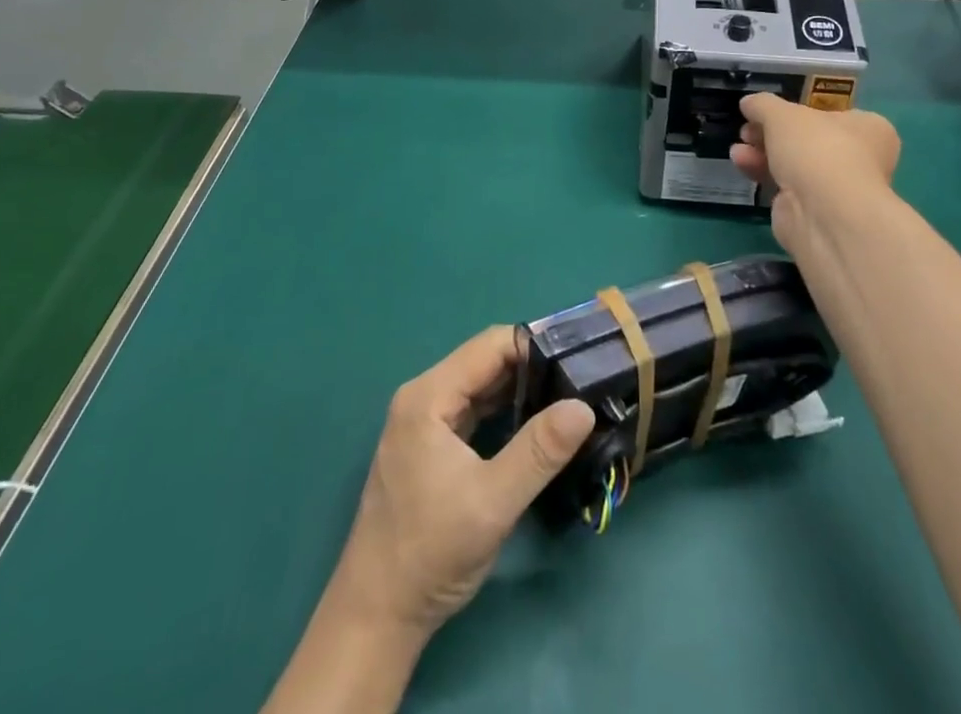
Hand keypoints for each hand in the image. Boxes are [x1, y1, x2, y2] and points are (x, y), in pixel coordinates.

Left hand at [328, 326, 595, 638]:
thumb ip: (539, 451)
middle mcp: (422, 397)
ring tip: (565, 394)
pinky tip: (532, 421)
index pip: (489, 346)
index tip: (576, 356)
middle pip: (484, 361)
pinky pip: (471, 410)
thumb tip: (583, 407)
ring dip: (518, 388)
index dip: (534, 345)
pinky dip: (502, 410)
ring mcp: (423, 421)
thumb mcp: (493, 502)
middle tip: (578, 376)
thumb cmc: (431, 553)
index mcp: (429, 396)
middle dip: (531, 365)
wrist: (377, 615)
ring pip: (479, 386)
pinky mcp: (428, 445)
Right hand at [730, 94, 900, 248]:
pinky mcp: (814, 211)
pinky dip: (763, 173)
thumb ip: (763, 104)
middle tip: (748, 130)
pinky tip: (741, 164)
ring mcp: (836, 188)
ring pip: (793, 163)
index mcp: (868, 128)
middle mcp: (859, 158)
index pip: (829, 114)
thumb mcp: (782, 114)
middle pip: (806, 140)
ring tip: (738, 149)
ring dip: (762, 153)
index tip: (768, 113)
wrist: (824, 213)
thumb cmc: (816, 149)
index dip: (796, 111)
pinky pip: (785, 186)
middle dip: (771, 134)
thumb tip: (749, 103)